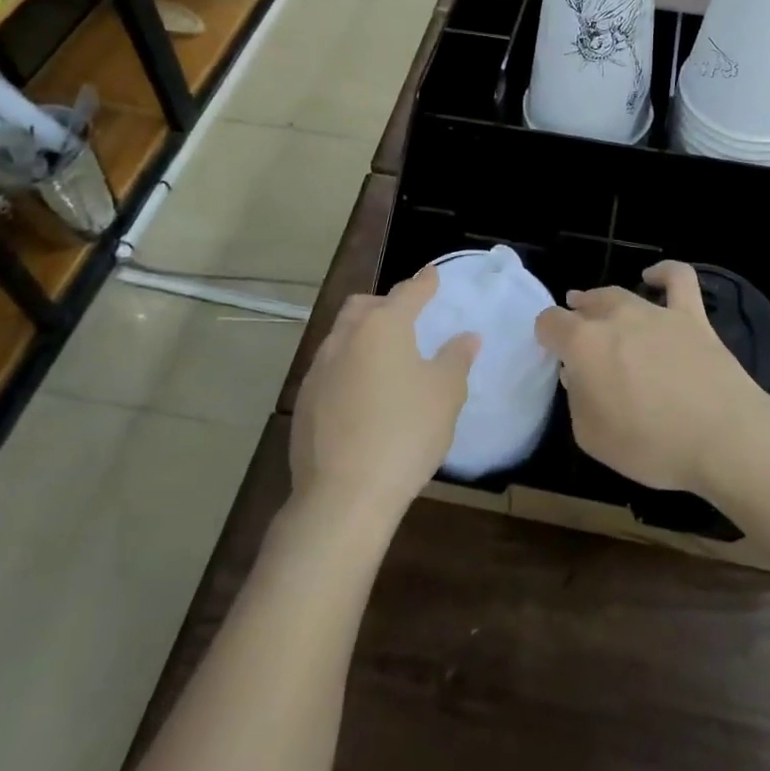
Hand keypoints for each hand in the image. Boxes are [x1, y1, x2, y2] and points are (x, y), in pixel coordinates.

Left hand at [291, 266, 478, 519]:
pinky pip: (330, 369)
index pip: (407, 292)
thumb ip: (456, 359)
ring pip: (342, 336)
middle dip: (384, 304)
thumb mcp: (445, 395)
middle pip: (363, 306)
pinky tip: (363, 396)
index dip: (424, 282)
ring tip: (385, 360)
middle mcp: (345, 338)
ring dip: (363, 337)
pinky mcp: (303, 402)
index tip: (432, 274)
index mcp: (383, 327)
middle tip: (406, 319)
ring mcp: (318, 370)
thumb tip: (466, 337)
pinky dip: (349, 368)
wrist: (343, 496)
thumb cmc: (405, 433)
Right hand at [536, 261, 769, 494]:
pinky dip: (663, 272)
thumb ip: (577, 400)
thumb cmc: (652, 446)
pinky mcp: (691, 316)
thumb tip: (578, 375)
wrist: (724, 438)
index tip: (551, 350)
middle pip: (586, 305)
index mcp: (584, 345)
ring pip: (620, 294)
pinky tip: (653, 276)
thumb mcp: (592, 437)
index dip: (546, 334)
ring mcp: (655, 312)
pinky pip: (677, 278)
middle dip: (575, 315)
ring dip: (604, 300)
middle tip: (575, 331)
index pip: (550, 323)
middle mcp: (616, 318)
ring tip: (598, 305)